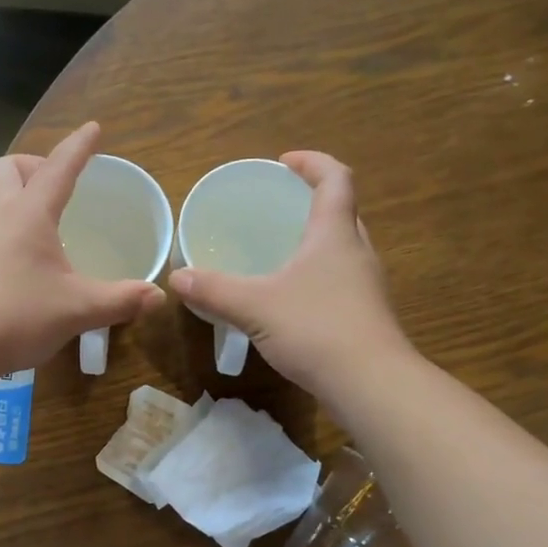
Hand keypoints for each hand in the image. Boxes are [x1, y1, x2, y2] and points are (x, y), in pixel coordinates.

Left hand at [0, 122, 164, 374]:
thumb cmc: (16, 315)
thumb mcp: (78, 309)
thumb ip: (120, 300)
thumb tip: (158, 297)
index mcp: (28, 214)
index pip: (58, 168)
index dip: (78, 147)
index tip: (93, 129)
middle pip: (9, 169)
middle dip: (35, 166)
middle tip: (59, 187)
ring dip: (18, 196)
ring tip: (46, 225)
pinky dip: (7, 228)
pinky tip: (23, 262)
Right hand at [168, 151, 408, 399]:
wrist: (371, 384)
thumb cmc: (316, 329)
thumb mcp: (255, 306)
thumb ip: (214, 290)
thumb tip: (176, 277)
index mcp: (335, 234)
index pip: (336, 178)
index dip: (312, 162)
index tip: (284, 163)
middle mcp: (357, 252)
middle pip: (343, 211)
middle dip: (313, 202)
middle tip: (280, 208)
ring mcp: (367, 286)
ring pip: (344, 248)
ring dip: (318, 241)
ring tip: (283, 251)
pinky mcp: (367, 315)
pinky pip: (342, 280)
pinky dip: (319, 275)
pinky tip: (294, 298)